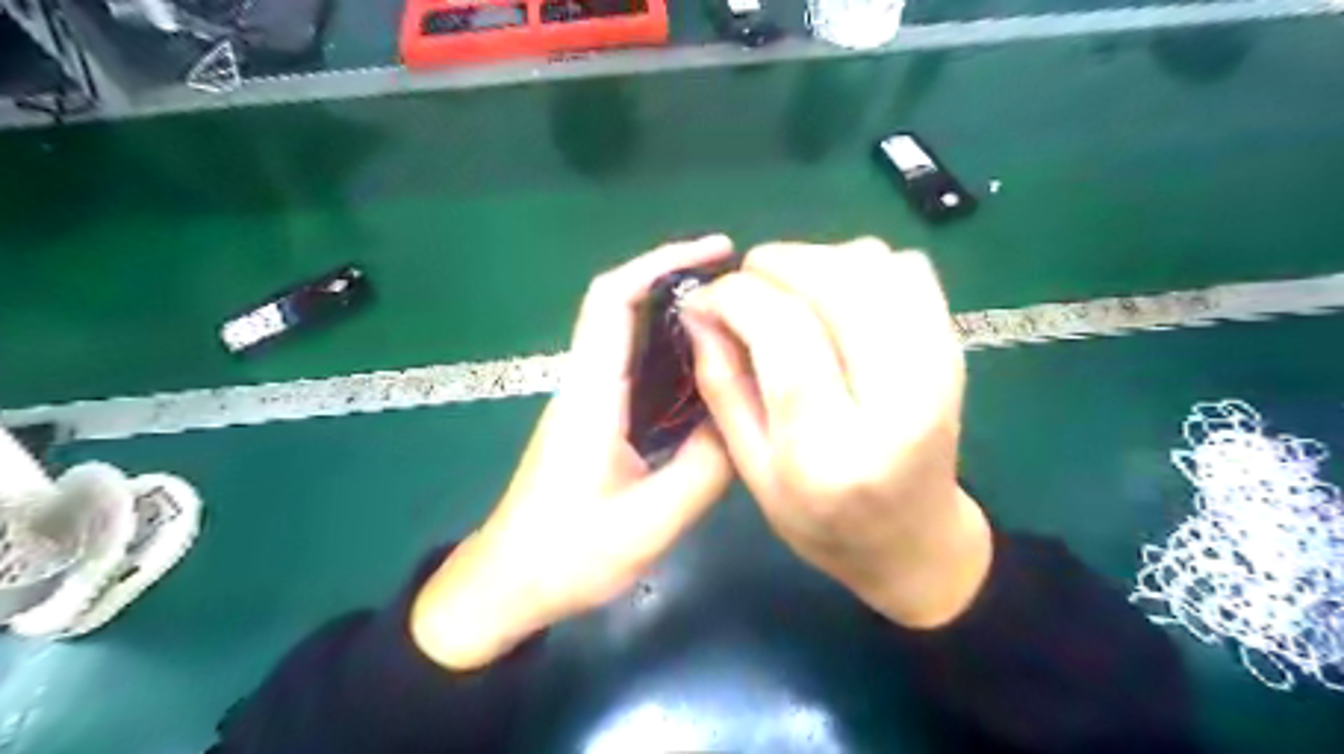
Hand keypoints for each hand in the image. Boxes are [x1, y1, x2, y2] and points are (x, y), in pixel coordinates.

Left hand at [419, 236, 738, 670]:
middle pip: (625, 307)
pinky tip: (715, 377)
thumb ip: (706, 468)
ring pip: (635, 340)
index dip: (662, 261)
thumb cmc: (567, 556)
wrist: (507, 586)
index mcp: (591, 393)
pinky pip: (640, 374)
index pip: (613, 299)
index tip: (719, 251)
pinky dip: (678, 360)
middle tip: (746, 288)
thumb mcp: (650, 521)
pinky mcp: (598, 423)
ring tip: (743, 324)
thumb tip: (750, 416)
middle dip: (680, 282)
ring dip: (682, 320)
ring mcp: (590, 403)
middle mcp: (588, 384)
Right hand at [693, 238, 984, 626]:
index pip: (785, 335)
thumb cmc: (821, 521)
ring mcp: (938, 369)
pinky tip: (836, 296)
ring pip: (874, 264)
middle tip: (744, 285)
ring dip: (815, 260)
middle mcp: (897, 402)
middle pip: (836, 285)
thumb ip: (722, 386)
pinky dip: (861, 263)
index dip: (737, 297)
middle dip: (775, 265)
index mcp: (832, 452)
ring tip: (787, 292)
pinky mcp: (954, 349)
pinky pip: (907, 268)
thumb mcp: (752, 470)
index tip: (706, 298)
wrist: (914, 541)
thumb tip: (699, 311)